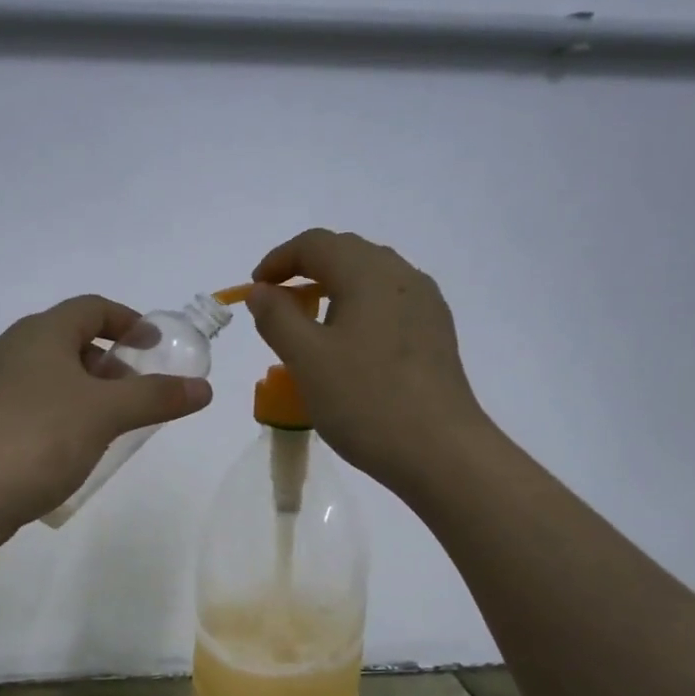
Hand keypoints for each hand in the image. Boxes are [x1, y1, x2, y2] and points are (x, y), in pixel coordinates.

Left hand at [0, 295, 212, 535]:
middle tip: (136, 392)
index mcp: (40, 334)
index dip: (129, 321)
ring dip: (84, 391)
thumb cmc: (39, 438)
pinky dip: (59, 414)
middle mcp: (10, 350)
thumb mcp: (106, 414)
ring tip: (109, 425)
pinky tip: (70, 448)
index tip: (155, 346)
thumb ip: (156, 397)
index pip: (91, 308)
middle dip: (109, 362)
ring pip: (48, 376)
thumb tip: (204, 388)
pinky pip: (30, 405)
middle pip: (69, 341)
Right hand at [246, 229, 487, 497]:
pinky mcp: (436, 334)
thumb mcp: (306, 359)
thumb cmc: (365, 401)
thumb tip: (262, 291)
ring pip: (370, 280)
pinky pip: (388, 305)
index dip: (278, 260)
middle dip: (305, 272)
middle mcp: (403, 277)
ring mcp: (426, 305)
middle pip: (346, 254)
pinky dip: (358, 312)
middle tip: (277, 307)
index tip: (254, 290)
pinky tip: (349, 349)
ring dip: (332, 292)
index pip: (316, 244)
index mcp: (370, 273)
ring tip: (309, 329)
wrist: (440, 452)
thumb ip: (276, 318)